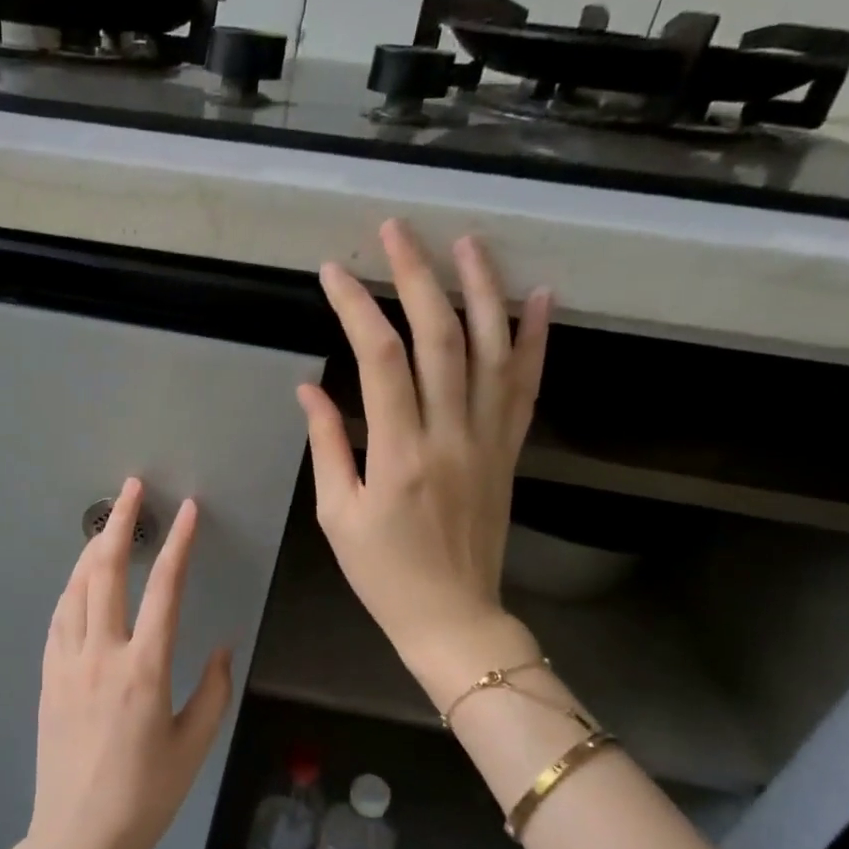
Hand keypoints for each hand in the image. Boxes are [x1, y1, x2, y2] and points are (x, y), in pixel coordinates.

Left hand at [8, 478, 234, 848]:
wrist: (77, 837)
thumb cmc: (145, 797)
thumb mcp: (195, 746)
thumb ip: (214, 690)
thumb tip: (222, 646)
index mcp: (144, 669)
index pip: (164, 589)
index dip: (177, 544)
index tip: (187, 510)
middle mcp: (101, 654)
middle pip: (106, 572)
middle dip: (120, 523)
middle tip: (132, 489)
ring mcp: (67, 663)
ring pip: (75, 588)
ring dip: (92, 549)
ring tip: (107, 523)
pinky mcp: (47, 676)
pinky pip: (58, 616)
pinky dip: (71, 587)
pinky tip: (79, 579)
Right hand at [297, 220, 550, 688]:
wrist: (453, 617)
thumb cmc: (383, 572)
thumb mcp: (337, 514)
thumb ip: (327, 445)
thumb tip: (310, 388)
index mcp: (398, 455)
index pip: (380, 361)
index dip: (356, 309)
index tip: (334, 273)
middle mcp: (449, 436)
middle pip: (439, 338)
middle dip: (417, 277)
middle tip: (397, 232)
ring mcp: (488, 440)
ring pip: (490, 350)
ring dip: (480, 290)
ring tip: (466, 242)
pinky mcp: (510, 451)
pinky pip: (526, 387)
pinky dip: (534, 339)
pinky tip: (538, 297)